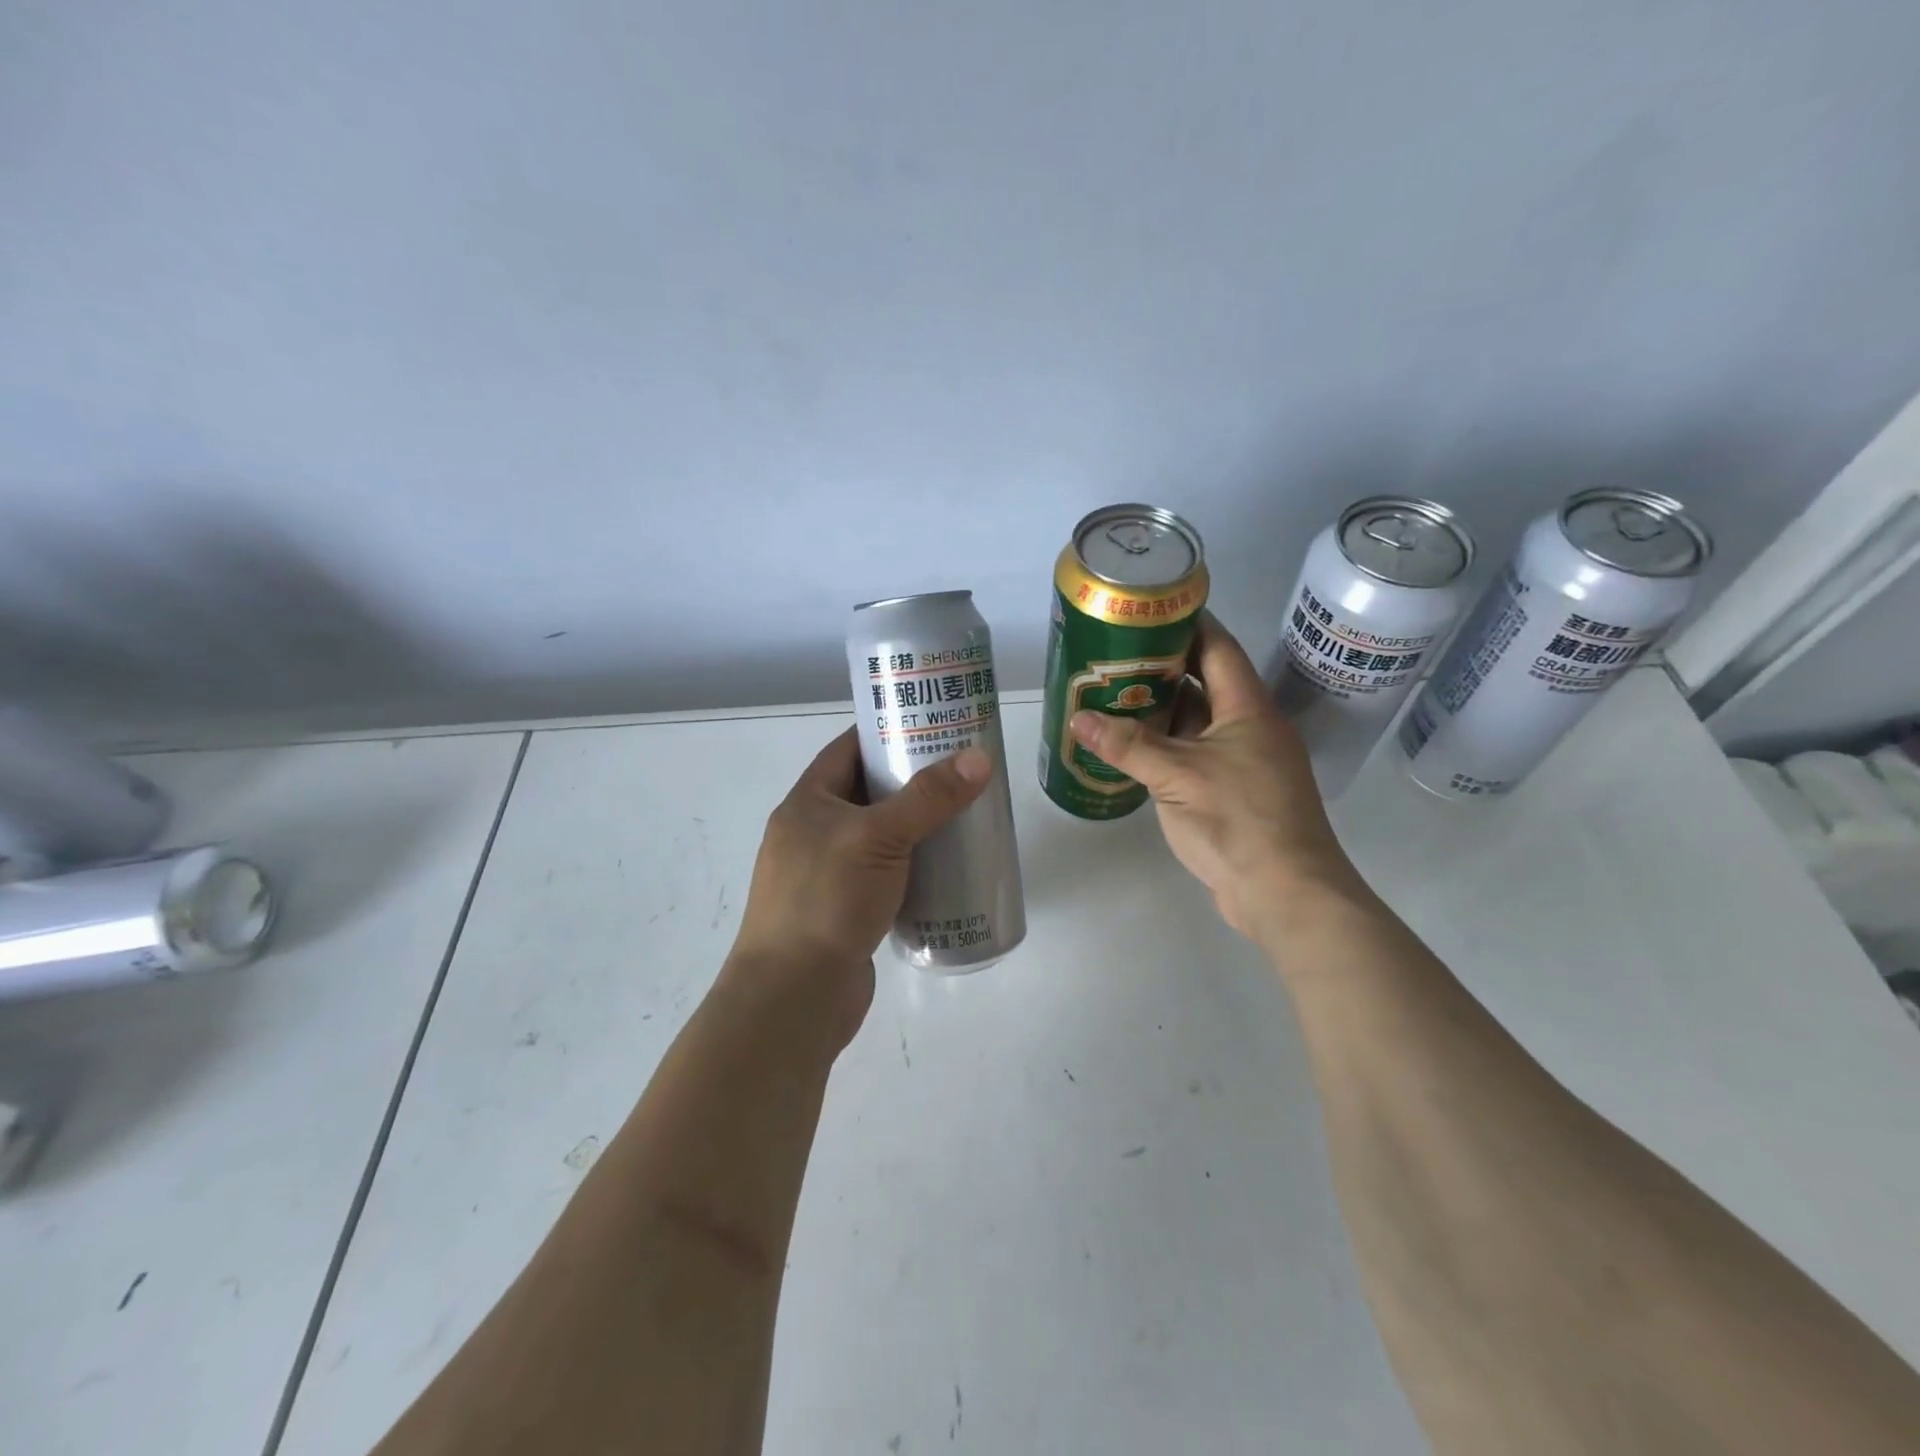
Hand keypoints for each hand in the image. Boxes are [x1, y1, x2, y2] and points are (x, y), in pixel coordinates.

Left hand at [725, 728, 991, 1046]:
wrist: (794, 997)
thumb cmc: (827, 900)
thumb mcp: (879, 837)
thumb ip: (928, 798)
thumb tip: (979, 758)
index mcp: (807, 803)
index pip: (848, 750)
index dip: (887, 733)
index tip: (933, 725)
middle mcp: (813, 833)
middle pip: (868, 793)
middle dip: (912, 781)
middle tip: (963, 771)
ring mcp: (828, 875)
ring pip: (879, 837)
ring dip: (916, 827)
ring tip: (965, 814)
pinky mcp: (845, 911)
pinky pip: (885, 876)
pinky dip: (913, 868)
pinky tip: (949, 868)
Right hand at [1069, 613, 1361, 942]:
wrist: (1285, 893)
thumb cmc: (1238, 820)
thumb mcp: (1176, 777)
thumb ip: (1128, 745)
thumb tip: (1079, 719)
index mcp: (1248, 709)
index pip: (1218, 648)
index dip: (1188, 624)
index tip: (1150, 610)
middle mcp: (1249, 728)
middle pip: (1204, 684)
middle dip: (1162, 669)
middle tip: (1114, 656)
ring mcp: (1243, 763)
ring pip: (1197, 724)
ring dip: (1160, 712)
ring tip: (1112, 696)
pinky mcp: (1233, 793)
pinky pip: (1194, 756)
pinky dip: (1165, 748)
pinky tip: (1131, 748)